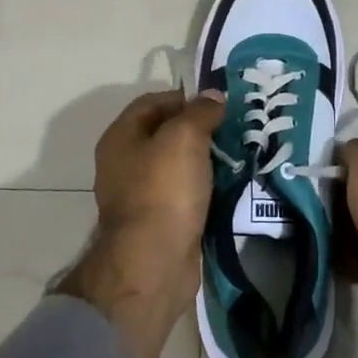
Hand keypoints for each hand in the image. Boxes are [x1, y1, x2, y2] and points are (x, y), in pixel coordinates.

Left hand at [59, 88, 226, 357]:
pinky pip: (183, 193)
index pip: (152, 102)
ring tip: (237, 154)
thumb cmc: (164, 191)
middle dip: (198, 128)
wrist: (154, 261)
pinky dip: (203, 187)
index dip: (184, 97)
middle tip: (233, 127)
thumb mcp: (184, 138)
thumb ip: (200, 112)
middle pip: (164, 134)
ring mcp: (139, 195)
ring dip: (204, 159)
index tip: (218, 103)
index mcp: (120, 138)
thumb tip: (213, 96)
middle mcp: (124, 163)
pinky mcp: (158, 222)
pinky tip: (227, 186)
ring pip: (176, 165)